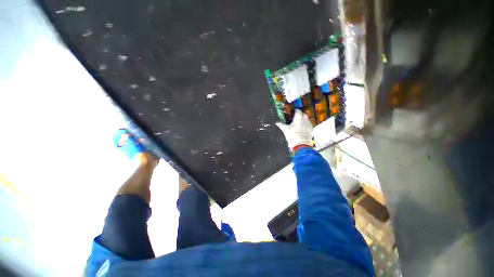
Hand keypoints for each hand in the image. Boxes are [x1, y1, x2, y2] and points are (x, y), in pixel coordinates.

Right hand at [276, 109, 312, 150]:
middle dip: (301, 114)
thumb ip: (281, 125)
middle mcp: (304, 121)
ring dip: (304, 119)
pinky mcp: (310, 130)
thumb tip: (277, 122)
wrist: (300, 144)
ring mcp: (308, 125)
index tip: (294, 111)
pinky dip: (306, 125)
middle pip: (304, 114)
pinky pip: (309, 125)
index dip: (296, 111)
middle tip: (297, 116)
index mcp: (298, 119)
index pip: (298, 112)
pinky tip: (303, 128)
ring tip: (299, 122)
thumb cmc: (292, 136)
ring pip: (307, 120)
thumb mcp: (285, 130)